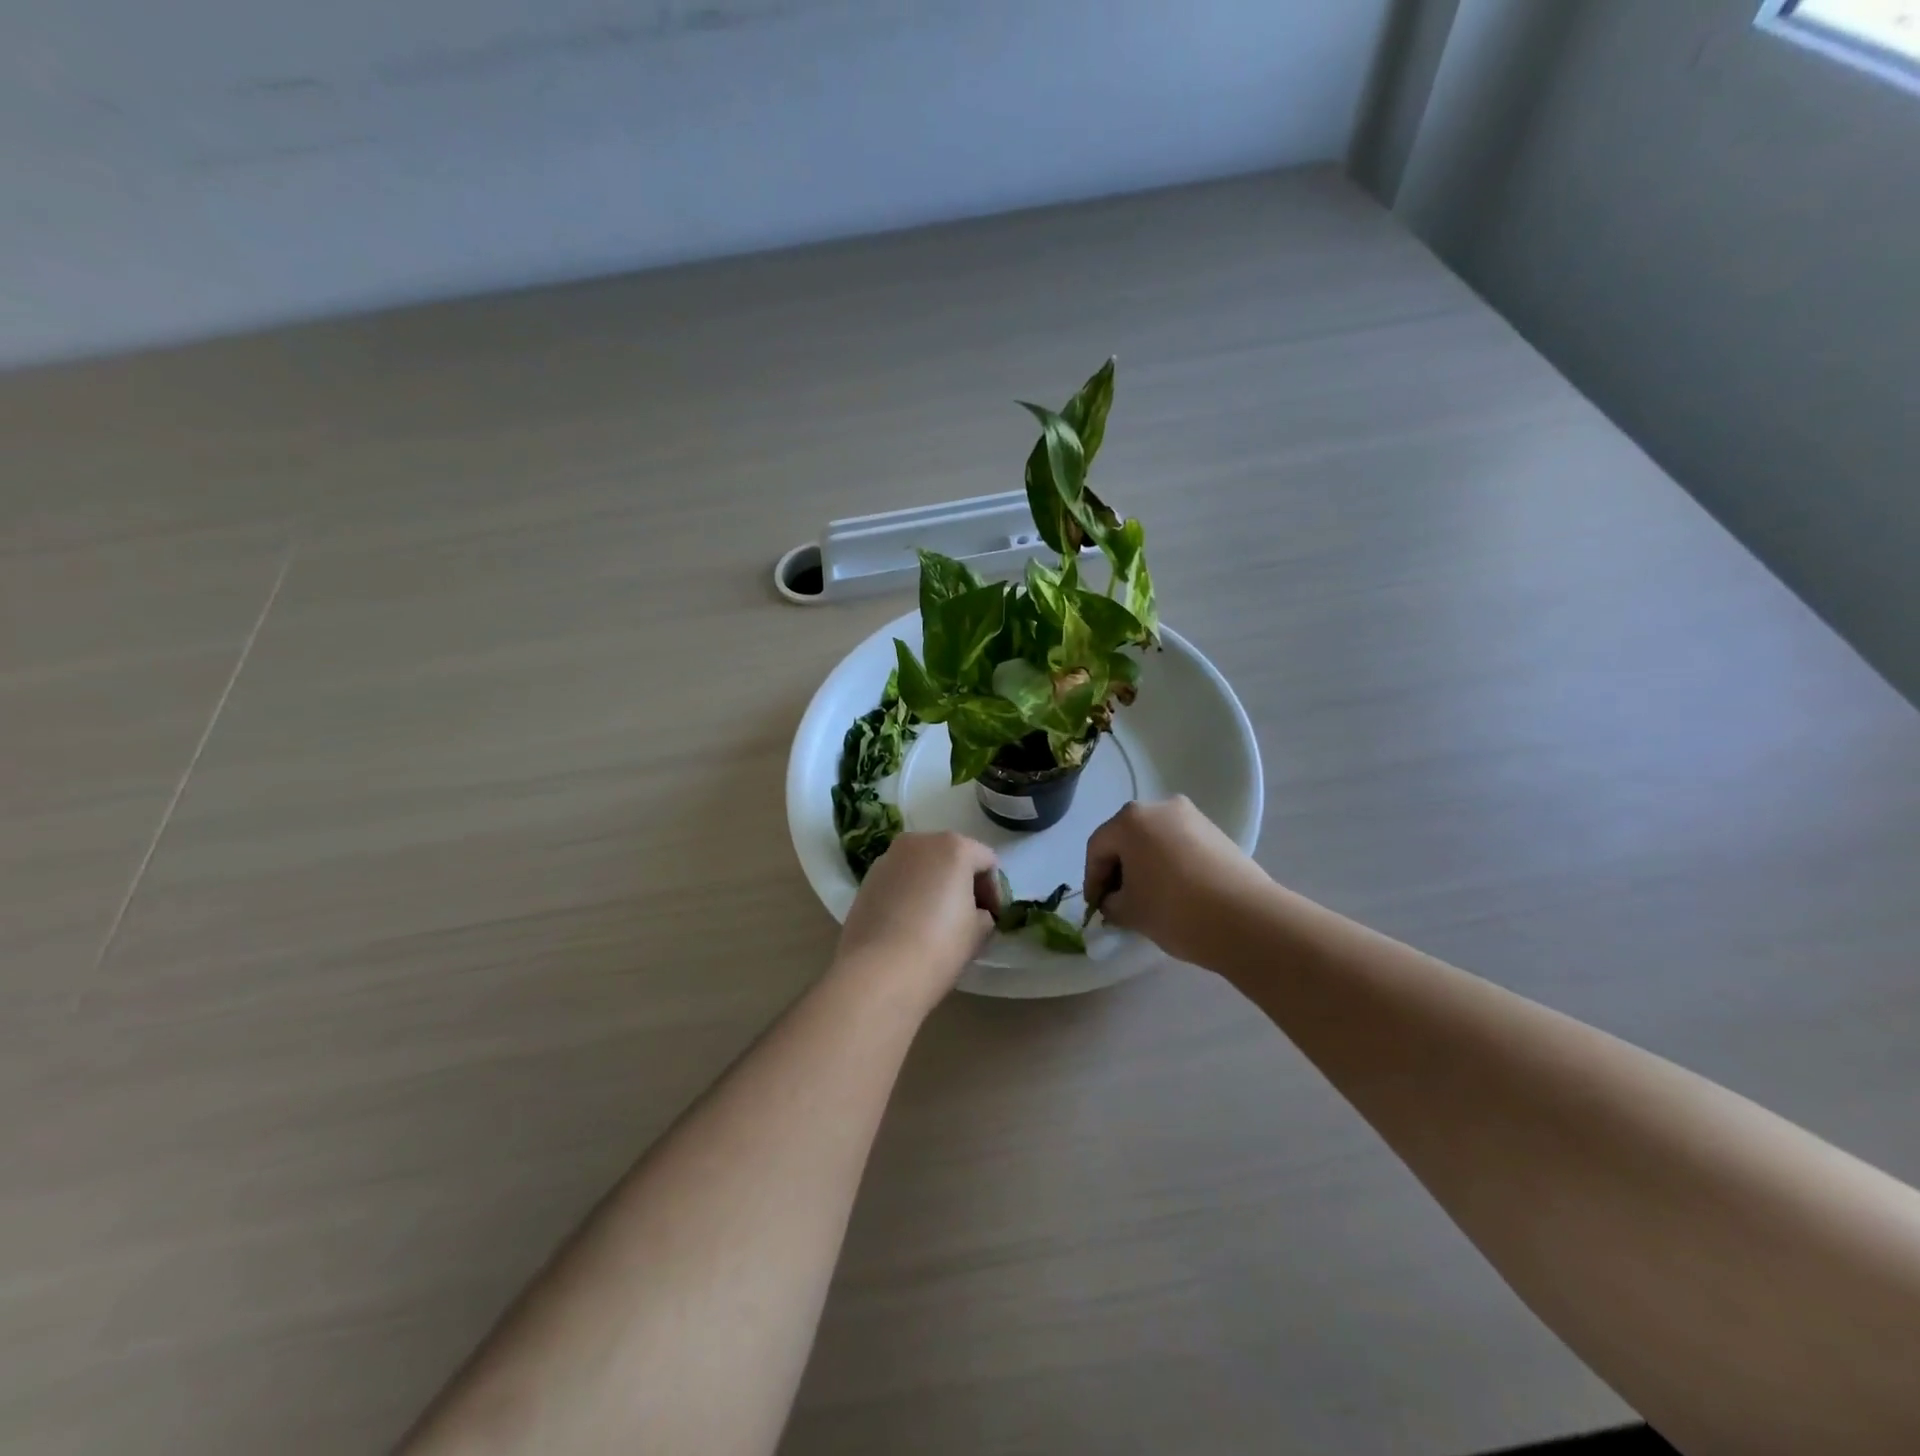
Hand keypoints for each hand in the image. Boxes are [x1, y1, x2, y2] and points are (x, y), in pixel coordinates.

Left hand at [834, 832, 998, 1002]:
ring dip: (934, 885)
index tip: (994, 918)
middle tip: (970, 916)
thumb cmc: (939, 947)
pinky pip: (900, 880)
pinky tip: (910, 923)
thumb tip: (976, 913)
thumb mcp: (978, 932)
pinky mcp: (867, 880)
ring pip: (922, 866)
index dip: (995, 891)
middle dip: (963, 882)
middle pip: (952, 856)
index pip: (986, 861)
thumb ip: (984, 914)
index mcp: (953, 846)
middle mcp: (919, 842)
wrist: (877, 973)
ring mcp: (888, 858)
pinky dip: (910, 893)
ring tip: (937, 920)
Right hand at [1084, 797, 1269, 963]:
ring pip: (1154, 841)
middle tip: (1117, 902)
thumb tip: (1114, 901)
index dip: (1092, 880)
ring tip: (1147, 899)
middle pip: (1126, 838)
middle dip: (1118, 870)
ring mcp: (1192, 817)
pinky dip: (1168, 864)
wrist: (1247, 919)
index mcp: (1130, 820)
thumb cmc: (1175, 909)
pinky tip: (1173, 893)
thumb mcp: (1129, 912)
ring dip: (1144, 866)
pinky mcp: (1216, 833)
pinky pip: (1179, 845)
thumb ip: (1111, 903)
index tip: (1097, 908)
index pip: (1098, 847)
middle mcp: (1160, 807)